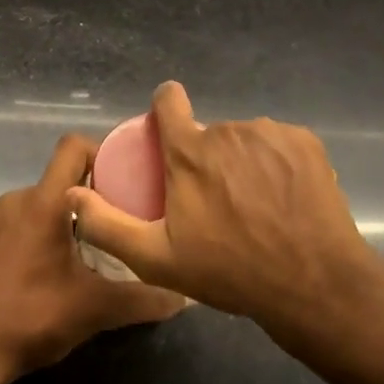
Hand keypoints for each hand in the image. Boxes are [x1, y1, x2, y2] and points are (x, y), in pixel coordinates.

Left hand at [0, 133, 187, 383]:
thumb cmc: (31, 318)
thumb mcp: (94, 310)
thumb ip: (142, 298)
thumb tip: (184, 297)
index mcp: (44, 203)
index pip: (73, 147)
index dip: (100, 153)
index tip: (120, 181)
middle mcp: (14, 199)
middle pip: (59, 181)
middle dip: (86, 200)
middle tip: (110, 230)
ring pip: (35, 203)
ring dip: (57, 220)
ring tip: (77, 255)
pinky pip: (11, 222)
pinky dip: (29, 235)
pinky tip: (38, 270)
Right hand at [67, 82, 383, 338]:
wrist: (312, 283)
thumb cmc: (230, 271)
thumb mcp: (158, 259)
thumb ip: (108, 224)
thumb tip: (71, 193)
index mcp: (190, 151)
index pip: (169, 100)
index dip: (164, 110)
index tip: (167, 132)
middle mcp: (228, 130)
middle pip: (209, 132)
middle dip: (208, 157)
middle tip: (218, 201)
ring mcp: (271, 133)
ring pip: (245, 139)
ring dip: (243, 161)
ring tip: (254, 205)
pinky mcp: (304, 142)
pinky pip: (279, 143)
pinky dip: (277, 163)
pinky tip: (284, 198)